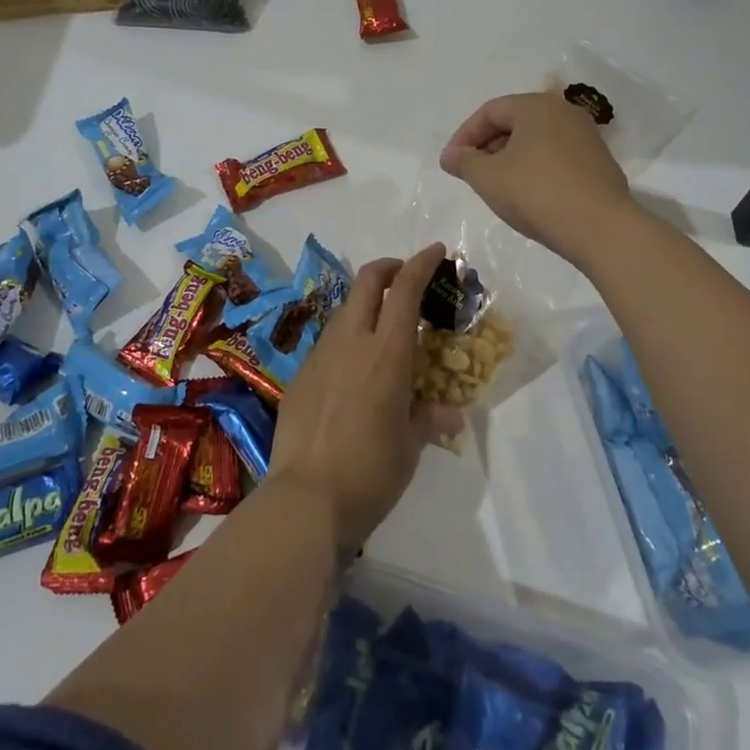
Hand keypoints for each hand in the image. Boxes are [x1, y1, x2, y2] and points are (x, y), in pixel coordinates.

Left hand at [266, 243, 450, 546]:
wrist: (306, 499)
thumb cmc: (371, 471)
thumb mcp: (411, 445)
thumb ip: (429, 418)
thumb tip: (450, 414)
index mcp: (387, 353)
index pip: (406, 290)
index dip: (422, 263)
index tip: (436, 251)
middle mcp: (351, 342)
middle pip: (367, 281)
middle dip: (389, 268)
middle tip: (405, 276)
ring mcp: (320, 356)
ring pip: (345, 309)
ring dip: (366, 303)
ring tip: (381, 325)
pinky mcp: (299, 375)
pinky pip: (327, 342)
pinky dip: (346, 337)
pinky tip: (352, 367)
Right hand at [439, 92, 634, 265]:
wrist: (600, 227)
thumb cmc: (536, 193)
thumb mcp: (488, 178)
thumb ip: (463, 162)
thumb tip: (451, 155)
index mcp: (537, 106)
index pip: (490, 111)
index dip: (464, 135)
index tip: (451, 163)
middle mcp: (565, 113)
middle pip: (515, 122)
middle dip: (488, 146)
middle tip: (472, 174)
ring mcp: (586, 138)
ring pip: (537, 141)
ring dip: (511, 159)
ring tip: (498, 187)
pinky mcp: (599, 163)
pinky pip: (556, 158)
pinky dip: (536, 170)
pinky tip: (529, 196)